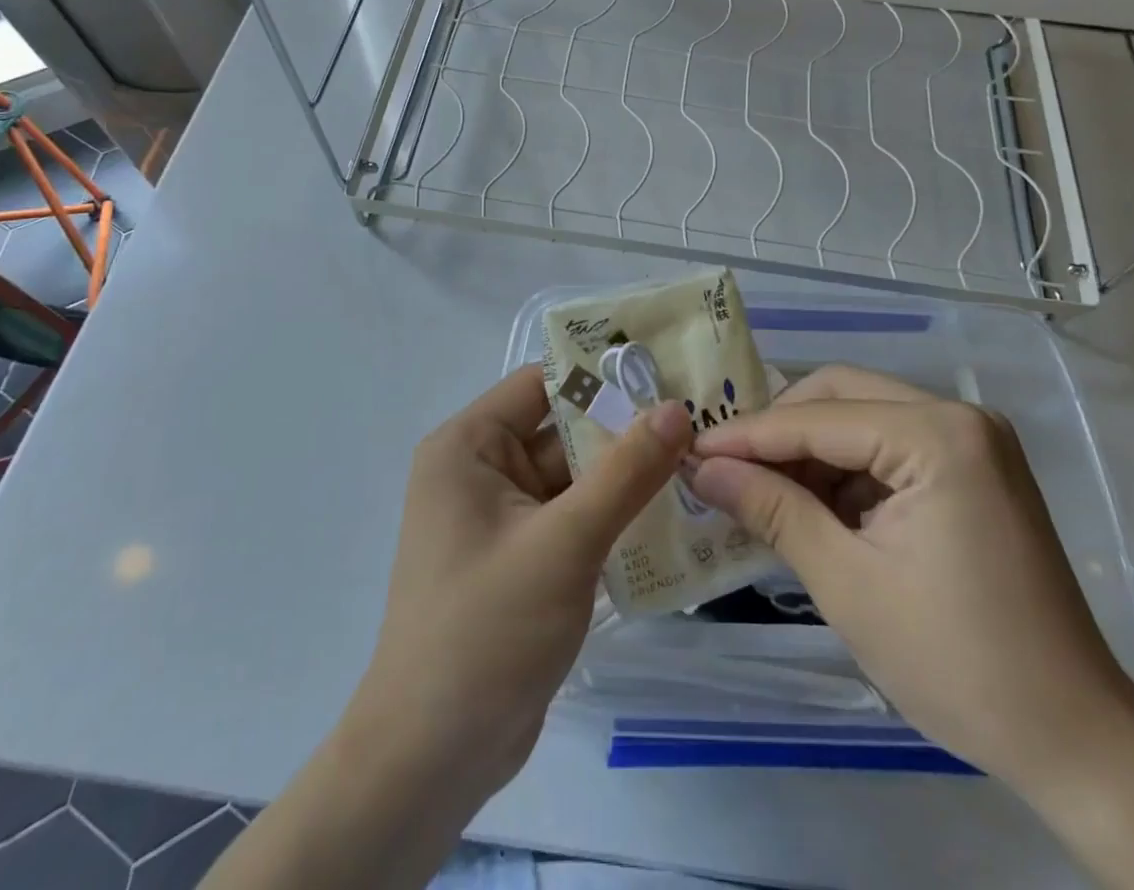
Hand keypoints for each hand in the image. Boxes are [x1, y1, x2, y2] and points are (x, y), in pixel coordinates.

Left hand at [351, 364, 691, 802]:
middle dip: (626, 430)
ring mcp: (503, 518)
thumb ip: (624, 472)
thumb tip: (676, 408)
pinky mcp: (523, 559)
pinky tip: (674, 517)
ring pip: (575, 477)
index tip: (669, 375)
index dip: (604, 377)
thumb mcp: (564, 542)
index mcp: (470, 445)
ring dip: (627, 476)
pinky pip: (574, 518)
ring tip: (701, 462)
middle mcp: (482, 470)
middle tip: (701, 421)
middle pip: (564, 430)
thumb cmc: (487, 630)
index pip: (544, 385)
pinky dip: (614, 516)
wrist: (433, 758)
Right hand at [688, 365, 1133, 799]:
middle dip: (779, 432)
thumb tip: (702, 469)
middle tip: (726, 469)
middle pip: (841, 396)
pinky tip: (814, 508)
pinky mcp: (974, 467)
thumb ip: (772, 510)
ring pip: (863, 417)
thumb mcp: (847, 583)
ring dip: (810, 452)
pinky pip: (890, 447)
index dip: (748, 436)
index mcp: (938, 435)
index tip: (691, 451)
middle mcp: (959, 415)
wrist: (1075, 739)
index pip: (818, 419)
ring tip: (762, 494)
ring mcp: (972, 439)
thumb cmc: (957, 663)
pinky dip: (846, 471)